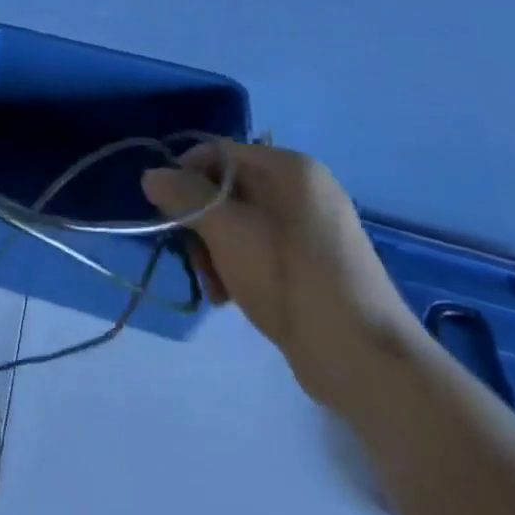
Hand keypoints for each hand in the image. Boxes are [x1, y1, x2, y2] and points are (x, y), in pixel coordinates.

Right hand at [142, 141, 423, 414]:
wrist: (365, 361)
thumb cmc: (293, 281)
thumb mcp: (228, 232)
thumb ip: (185, 197)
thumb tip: (150, 174)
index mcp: (289, 169)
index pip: (217, 152)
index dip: (185, 176)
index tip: (165, 212)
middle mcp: (301, 189)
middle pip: (225, 189)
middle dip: (200, 223)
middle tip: (194, 259)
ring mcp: (309, 227)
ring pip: (237, 222)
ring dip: (214, 251)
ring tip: (215, 288)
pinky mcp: (311, 262)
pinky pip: (257, 247)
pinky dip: (237, 266)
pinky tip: (232, 297)